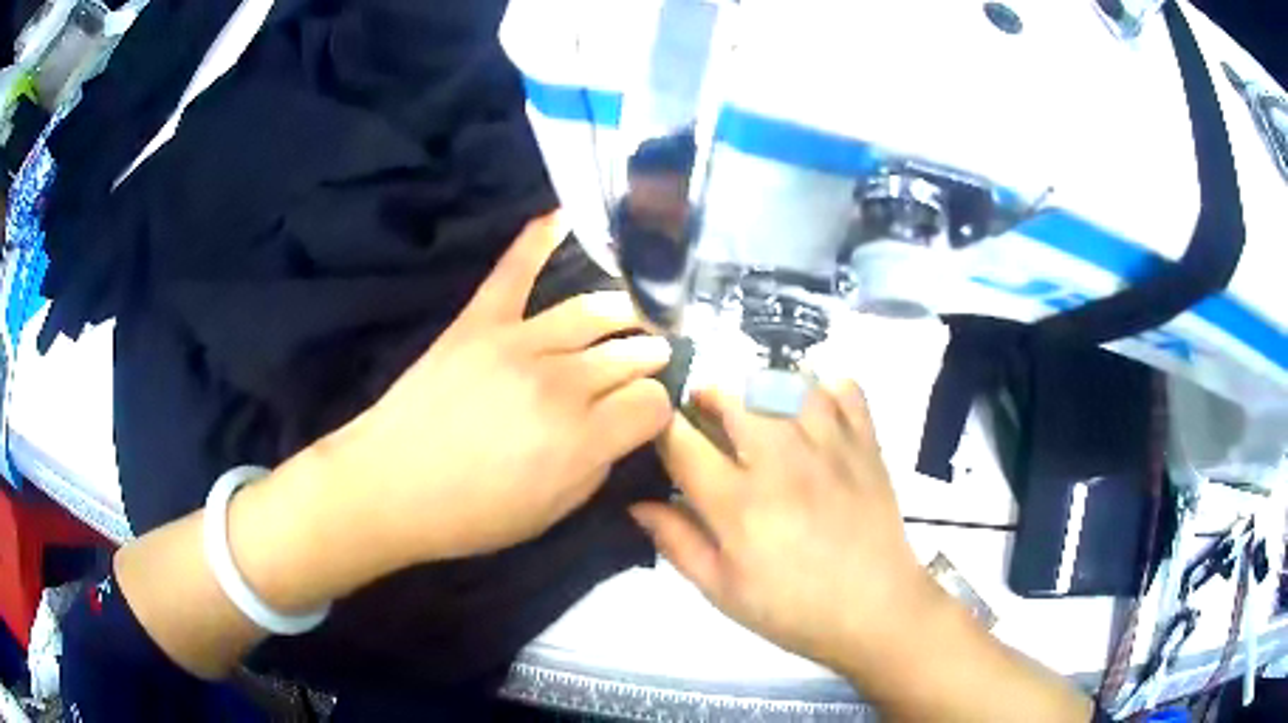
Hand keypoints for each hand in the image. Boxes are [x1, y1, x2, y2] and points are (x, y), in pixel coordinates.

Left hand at [324, 214, 673, 563]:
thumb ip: (597, 467)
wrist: (388, 486)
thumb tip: (618, 429)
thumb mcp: (551, 513)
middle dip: (649, 357)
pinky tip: (564, 215)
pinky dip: (539, 238)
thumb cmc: (470, 514)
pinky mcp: (480, 321)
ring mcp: (518, 342)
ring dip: (624, 311)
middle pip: (629, 354)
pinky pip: (515, 270)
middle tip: (653, 358)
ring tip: (635, 314)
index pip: (651, 402)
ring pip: (592, 311)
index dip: (656, 409)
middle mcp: (561, 382)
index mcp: (582, 439)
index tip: (646, 415)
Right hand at [631, 383, 939, 675]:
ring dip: (761, 389)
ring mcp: (830, 445)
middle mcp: (782, 461)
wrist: (876, 611)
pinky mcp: (866, 442)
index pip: (682, 442)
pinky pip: (843, 388)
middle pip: (733, 396)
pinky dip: (823, 389)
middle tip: (706, 420)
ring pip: (785, 382)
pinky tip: (813, 414)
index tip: (655, 428)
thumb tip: (636, 502)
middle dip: (708, 399)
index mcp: (739, 503)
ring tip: (758, 413)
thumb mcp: (721, 590)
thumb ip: (677, 542)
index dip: (659, 426)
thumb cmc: (792, 609)